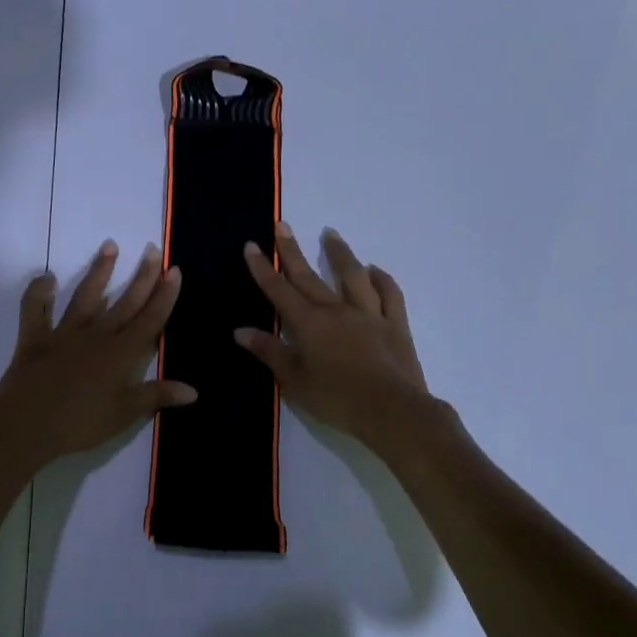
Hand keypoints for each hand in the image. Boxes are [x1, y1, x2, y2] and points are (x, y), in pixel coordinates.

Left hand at [0, 241, 196, 466]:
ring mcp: (64, 333)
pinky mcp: (34, 337)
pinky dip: (38, 292)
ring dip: (99, 271)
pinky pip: (35, 309)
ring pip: (85, 296)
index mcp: (121, 353)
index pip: (150, 319)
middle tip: (152, 249)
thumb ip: (157, 396)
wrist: (26, 425)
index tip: (173, 269)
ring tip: (109, 246)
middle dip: (141, 276)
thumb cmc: (80, 423)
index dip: (164, 295)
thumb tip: (194, 391)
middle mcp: (96, 335)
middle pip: (124, 301)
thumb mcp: (124, 414)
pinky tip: (46, 277)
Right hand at [235, 223, 431, 449]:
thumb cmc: (336, 399)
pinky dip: (381, 279)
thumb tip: (241, 330)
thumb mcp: (295, 380)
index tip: (251, 245)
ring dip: (340, 253)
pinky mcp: (395, 324)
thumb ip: (270, 352)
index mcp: (309, 323)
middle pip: (310, 276)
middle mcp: (337, 310)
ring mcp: (369, 314)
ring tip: (330, 233)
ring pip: (353, 275)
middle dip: (292, 251)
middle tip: (282, 225)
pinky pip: (389, 294)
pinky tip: (374, 270)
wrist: (391, 411)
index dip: (263, 268)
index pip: (279, 290)